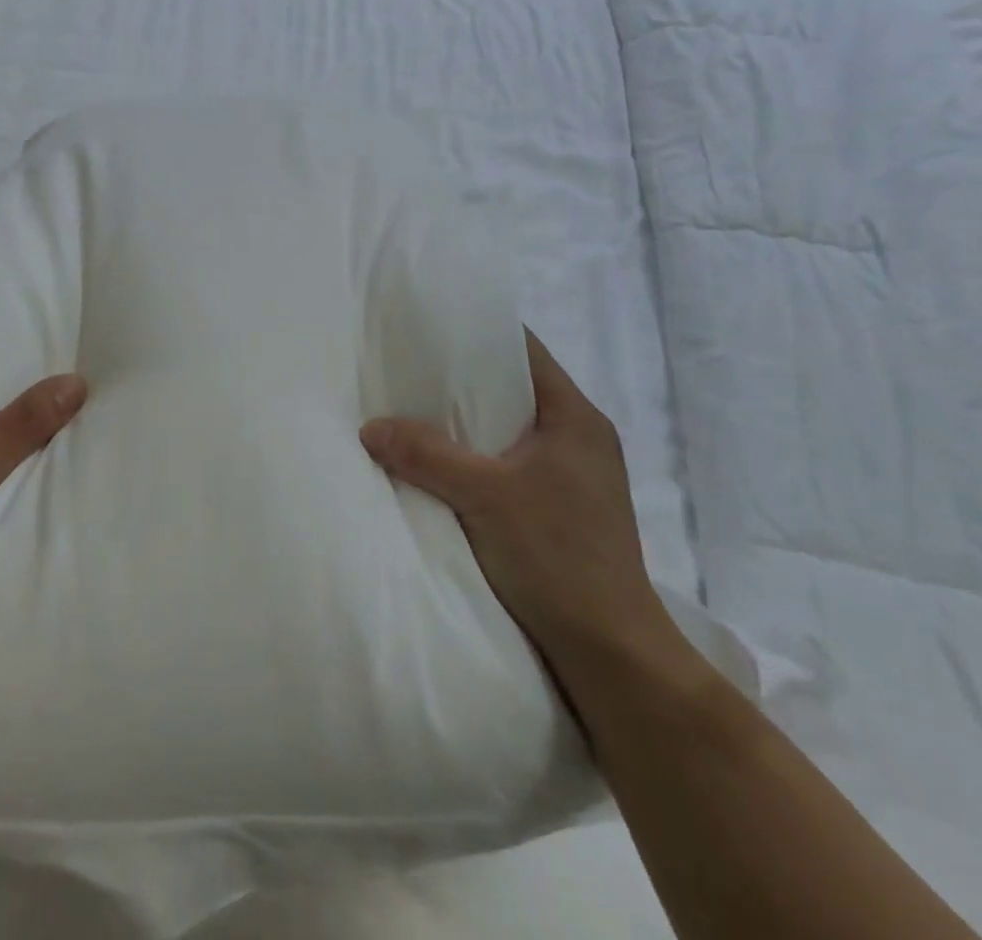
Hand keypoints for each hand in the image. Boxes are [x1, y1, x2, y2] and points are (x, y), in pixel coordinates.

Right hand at [360, 329, 673, 671]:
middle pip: (514, 388)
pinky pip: (511, 464)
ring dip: (467, 423)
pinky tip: (441, 465)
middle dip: (462, 379)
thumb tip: (370, 427)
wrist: (611, 654)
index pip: (525, 350)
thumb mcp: (483, 497)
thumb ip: (426, 454)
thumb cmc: (557, 557)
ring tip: (414, 412)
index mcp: (576, 418)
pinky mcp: (563, 509)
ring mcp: (574, 476)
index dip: (479, 332)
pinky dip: (477, 458)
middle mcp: (581, 438)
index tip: (430, 327)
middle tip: (408, 369)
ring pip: (510, 430)